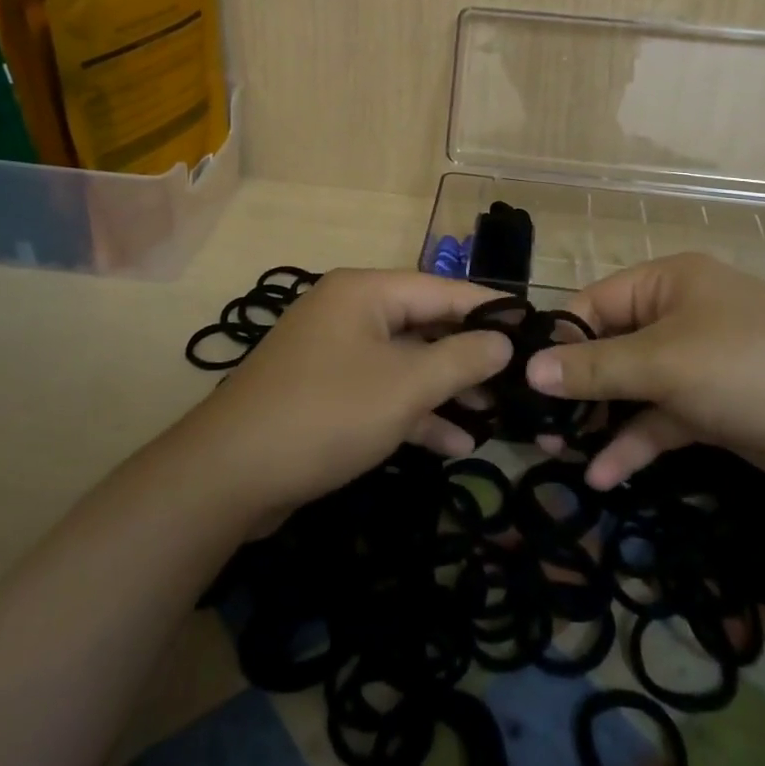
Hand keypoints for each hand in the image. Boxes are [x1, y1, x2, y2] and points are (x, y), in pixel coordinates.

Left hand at [182, 268, 511, 513]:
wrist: (230, 475)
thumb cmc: (328, 414)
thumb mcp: (406, 386)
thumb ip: (461, 359)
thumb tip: (504, 341)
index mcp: (366, 292)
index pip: (443, 290)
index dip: (490, 309)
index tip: (534, 326)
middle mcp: (350, 312)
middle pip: (425, 324)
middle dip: (470, 356)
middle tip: (520, 379)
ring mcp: (335, 353)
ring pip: (405, 362)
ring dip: (446, 389)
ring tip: (497, 415)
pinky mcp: (326, 392)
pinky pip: (382, 391)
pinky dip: (414, 412)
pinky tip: (455, 442)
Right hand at [530, 253, 764, 497]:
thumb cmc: (749, 366)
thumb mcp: (664, 363)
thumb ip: (595, 368)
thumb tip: (529, 369)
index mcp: (666, 283)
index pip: (594, 303)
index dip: (558, 339)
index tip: (521, 378)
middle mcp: (677, 315)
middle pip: (609, 347)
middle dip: (574, 386)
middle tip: (534, 423)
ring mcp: (694, 364)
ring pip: (631, 388)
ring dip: (599, 419)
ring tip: (555, 452)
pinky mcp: (710, 408)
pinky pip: (659, 419)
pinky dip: (633, 443)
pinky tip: (603, 475)